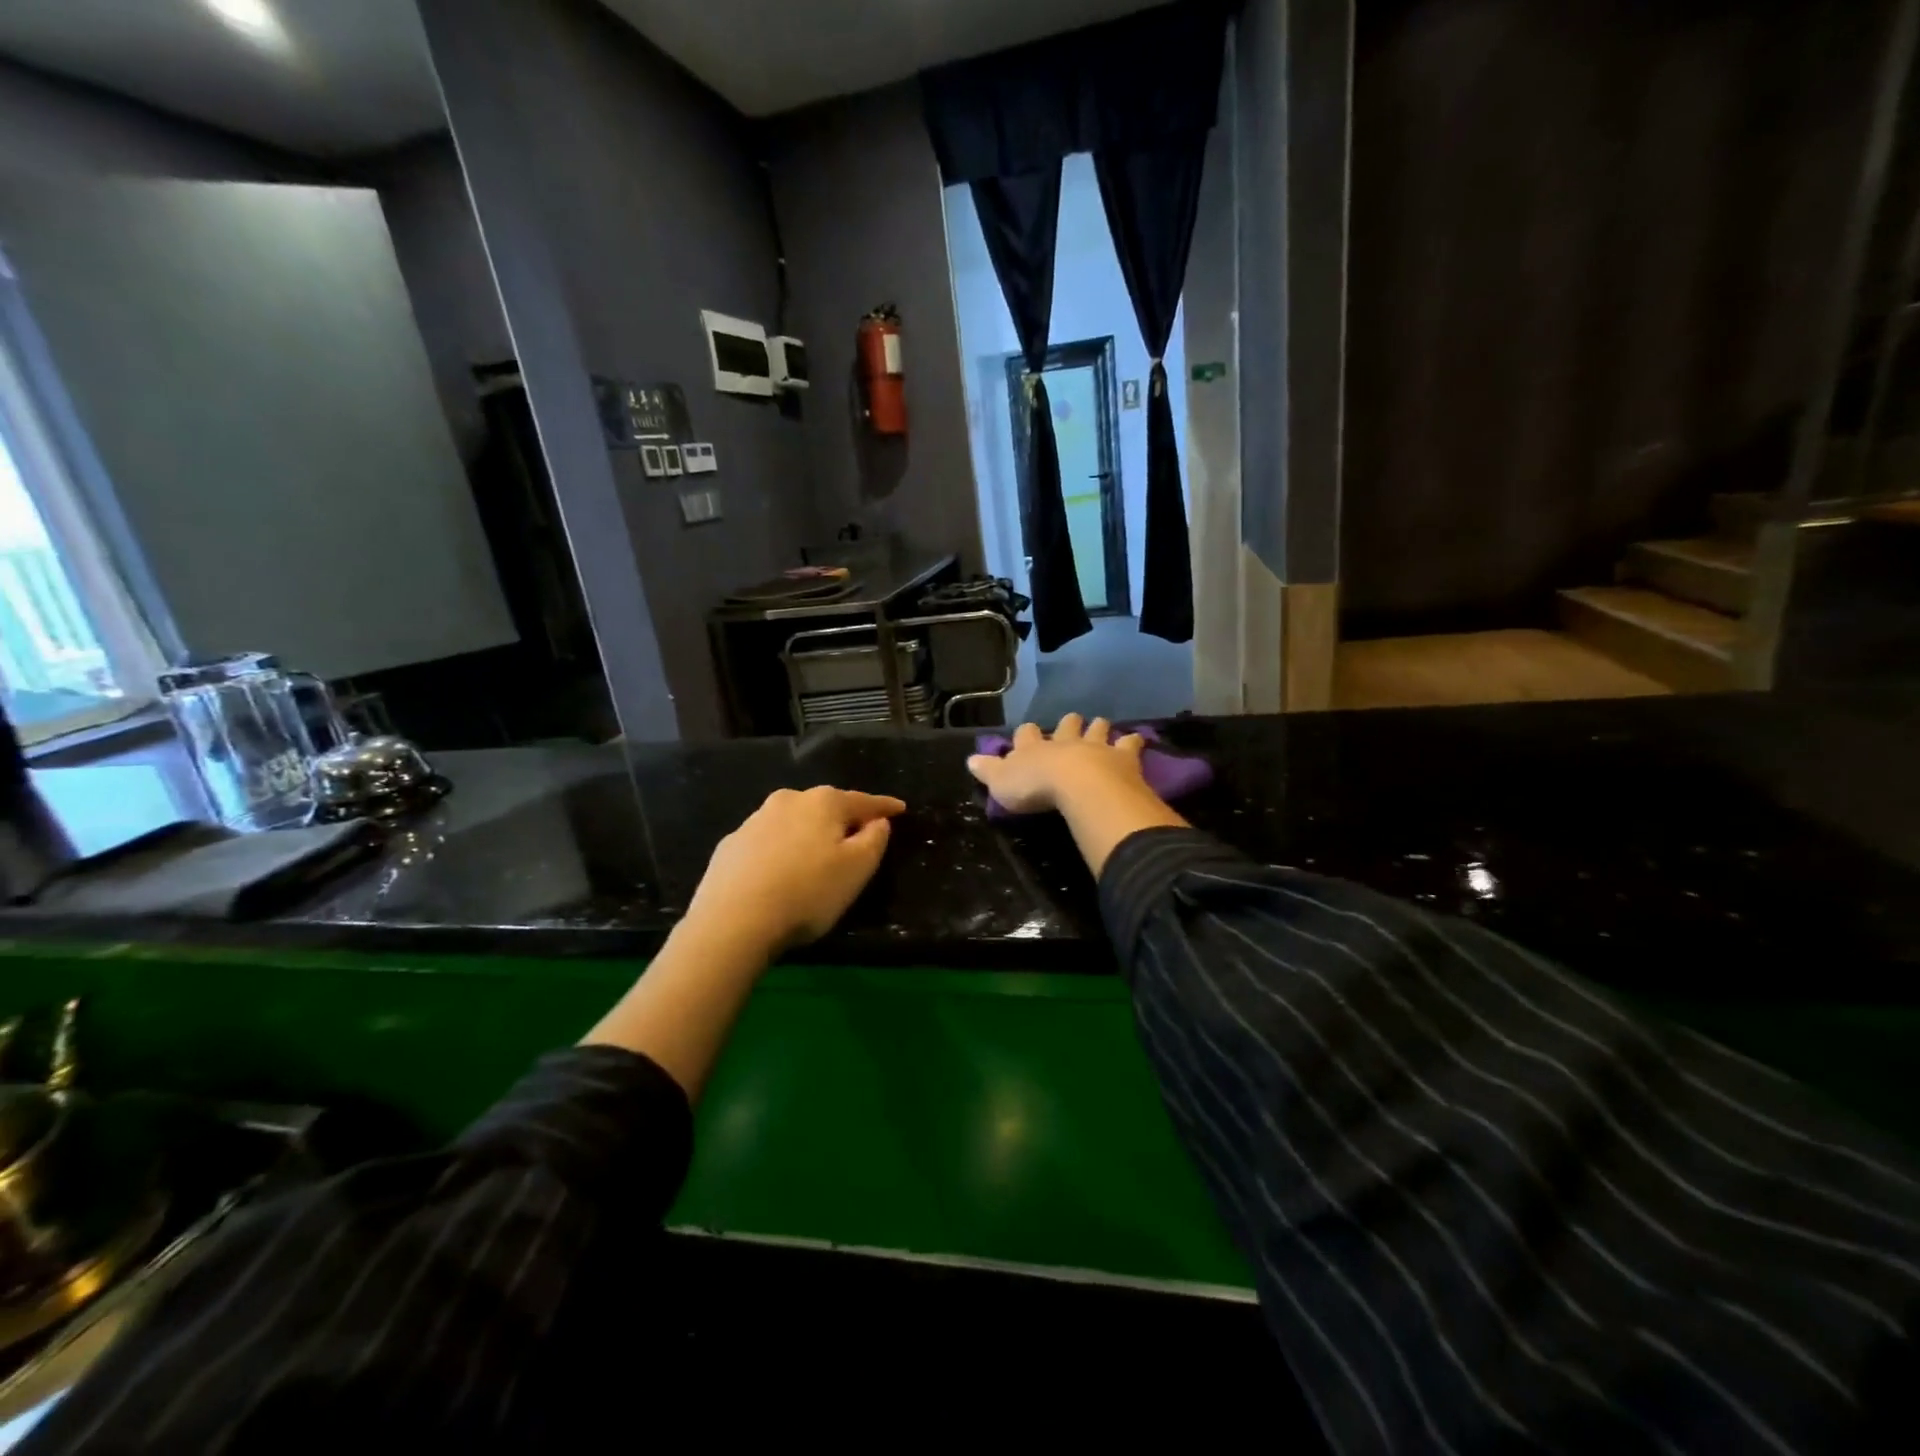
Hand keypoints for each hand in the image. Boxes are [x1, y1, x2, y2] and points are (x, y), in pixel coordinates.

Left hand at [683, 786, 905, 956]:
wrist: (733, 921)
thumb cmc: (808, 892)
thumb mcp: (857, 869)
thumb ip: (874, 839)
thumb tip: (878, 821)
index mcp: (824, 802)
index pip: (864, 801)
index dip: (885, 806)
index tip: (901, 809)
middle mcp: (788, 800)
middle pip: (825, 807)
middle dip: (843, 819)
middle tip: (856, 837)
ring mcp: (754, 821)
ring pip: (793, 822)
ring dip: (808, 834)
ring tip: (815, 858)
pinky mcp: (730, 845)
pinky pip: (767, 843)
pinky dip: (780, 851)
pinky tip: (779, 872)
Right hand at [966, 713, 1148, 814]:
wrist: (1080, 786)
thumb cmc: (1036, 788)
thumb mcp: (1001, 783)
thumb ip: (988, 771)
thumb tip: (970, 760)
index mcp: (1034, 748)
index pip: (1026, 734)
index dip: (1026, 734)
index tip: (1027, 734)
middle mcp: (1065, 741)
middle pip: (1066, 725)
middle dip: (1068, 724)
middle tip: (1071, 724)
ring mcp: (1095, 746)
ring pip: (1097, 728)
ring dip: (1098, 728)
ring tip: (1101, 726)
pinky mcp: (1122, 756)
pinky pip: (1129, 744)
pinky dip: (1132, 742)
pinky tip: (1136, 740)